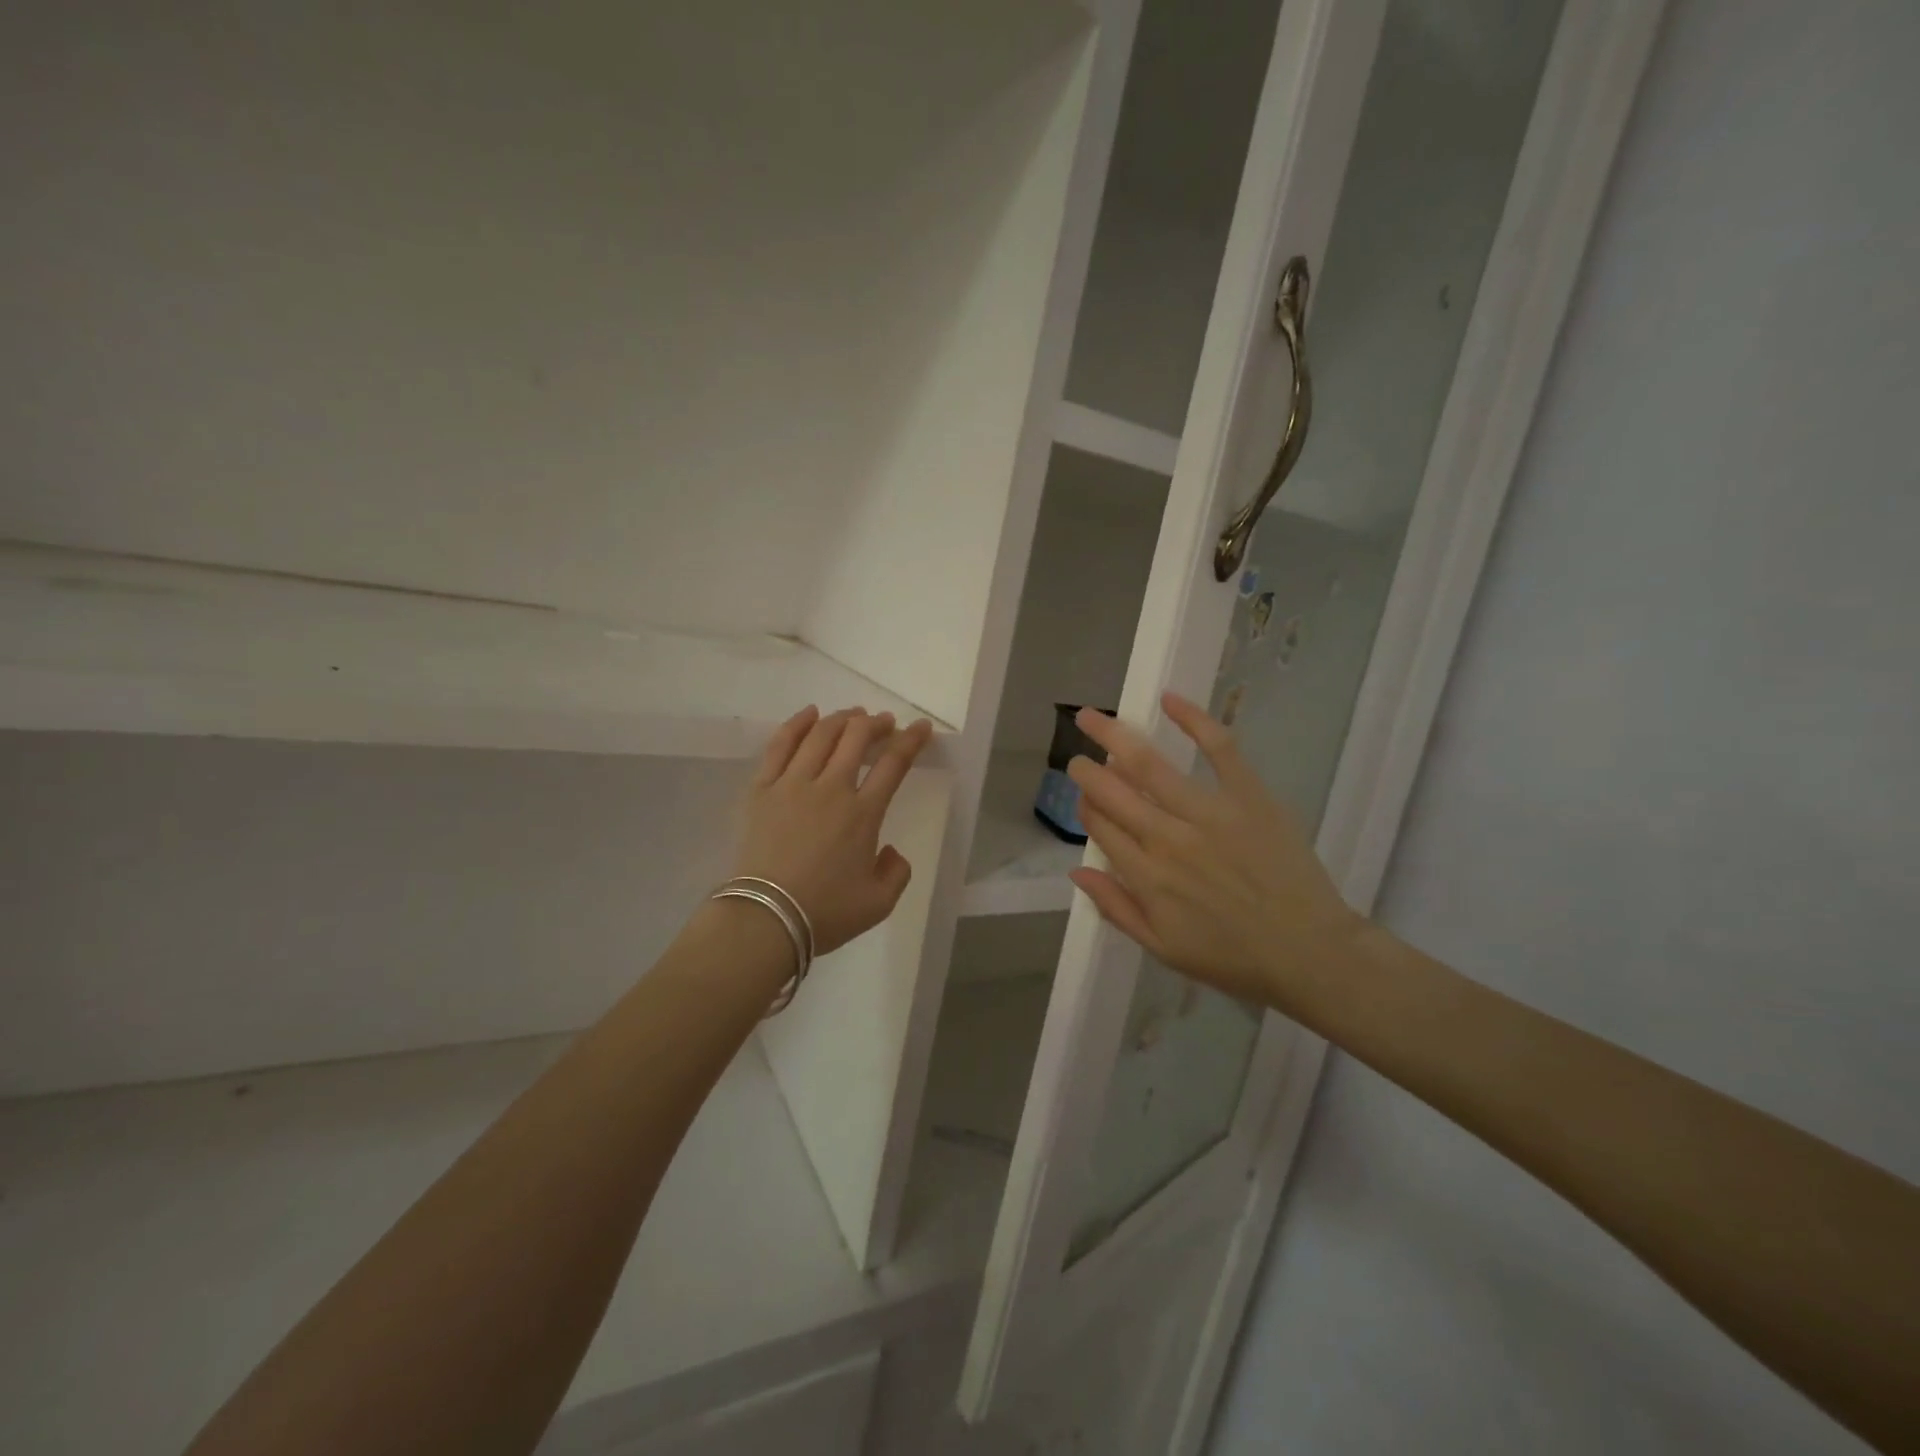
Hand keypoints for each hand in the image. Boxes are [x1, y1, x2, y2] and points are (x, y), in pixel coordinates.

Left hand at [733, 706, 933, 956]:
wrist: (766, 920)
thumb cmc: (825, 913)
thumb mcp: (879, 903)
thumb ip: (896, 873)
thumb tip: (889, 850)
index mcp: (863, 814)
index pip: (893, 764)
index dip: (911, 740)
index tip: (921, 727)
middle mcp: (831, 789)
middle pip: (856, 738)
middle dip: (876, 723)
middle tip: (884, 722)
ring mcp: (793, 784)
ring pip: (821, 735)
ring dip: (842, 719)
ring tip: (853, 715)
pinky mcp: (762, 789)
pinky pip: (780, 745)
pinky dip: (797, 724)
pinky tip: (809, 714)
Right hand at [1066, 692, 1362, 1010]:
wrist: (1311, 954)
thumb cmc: (1235, 958)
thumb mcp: (1164, 948)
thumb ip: (1116, 908)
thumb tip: (1076, 872)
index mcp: (1147, 876)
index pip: (1100, 826)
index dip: (1085, 807)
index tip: (1084, 798)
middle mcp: (1168, 838)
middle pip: (1113, 791)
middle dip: (1087, 770)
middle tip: (1077, 757)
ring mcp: (1209, 812)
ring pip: (1149, 764)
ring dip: (1114, 736)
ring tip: (1090, 717)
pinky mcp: (1249, 795)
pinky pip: (1219, 748)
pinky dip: (1193, 719)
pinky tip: (1168, 699)